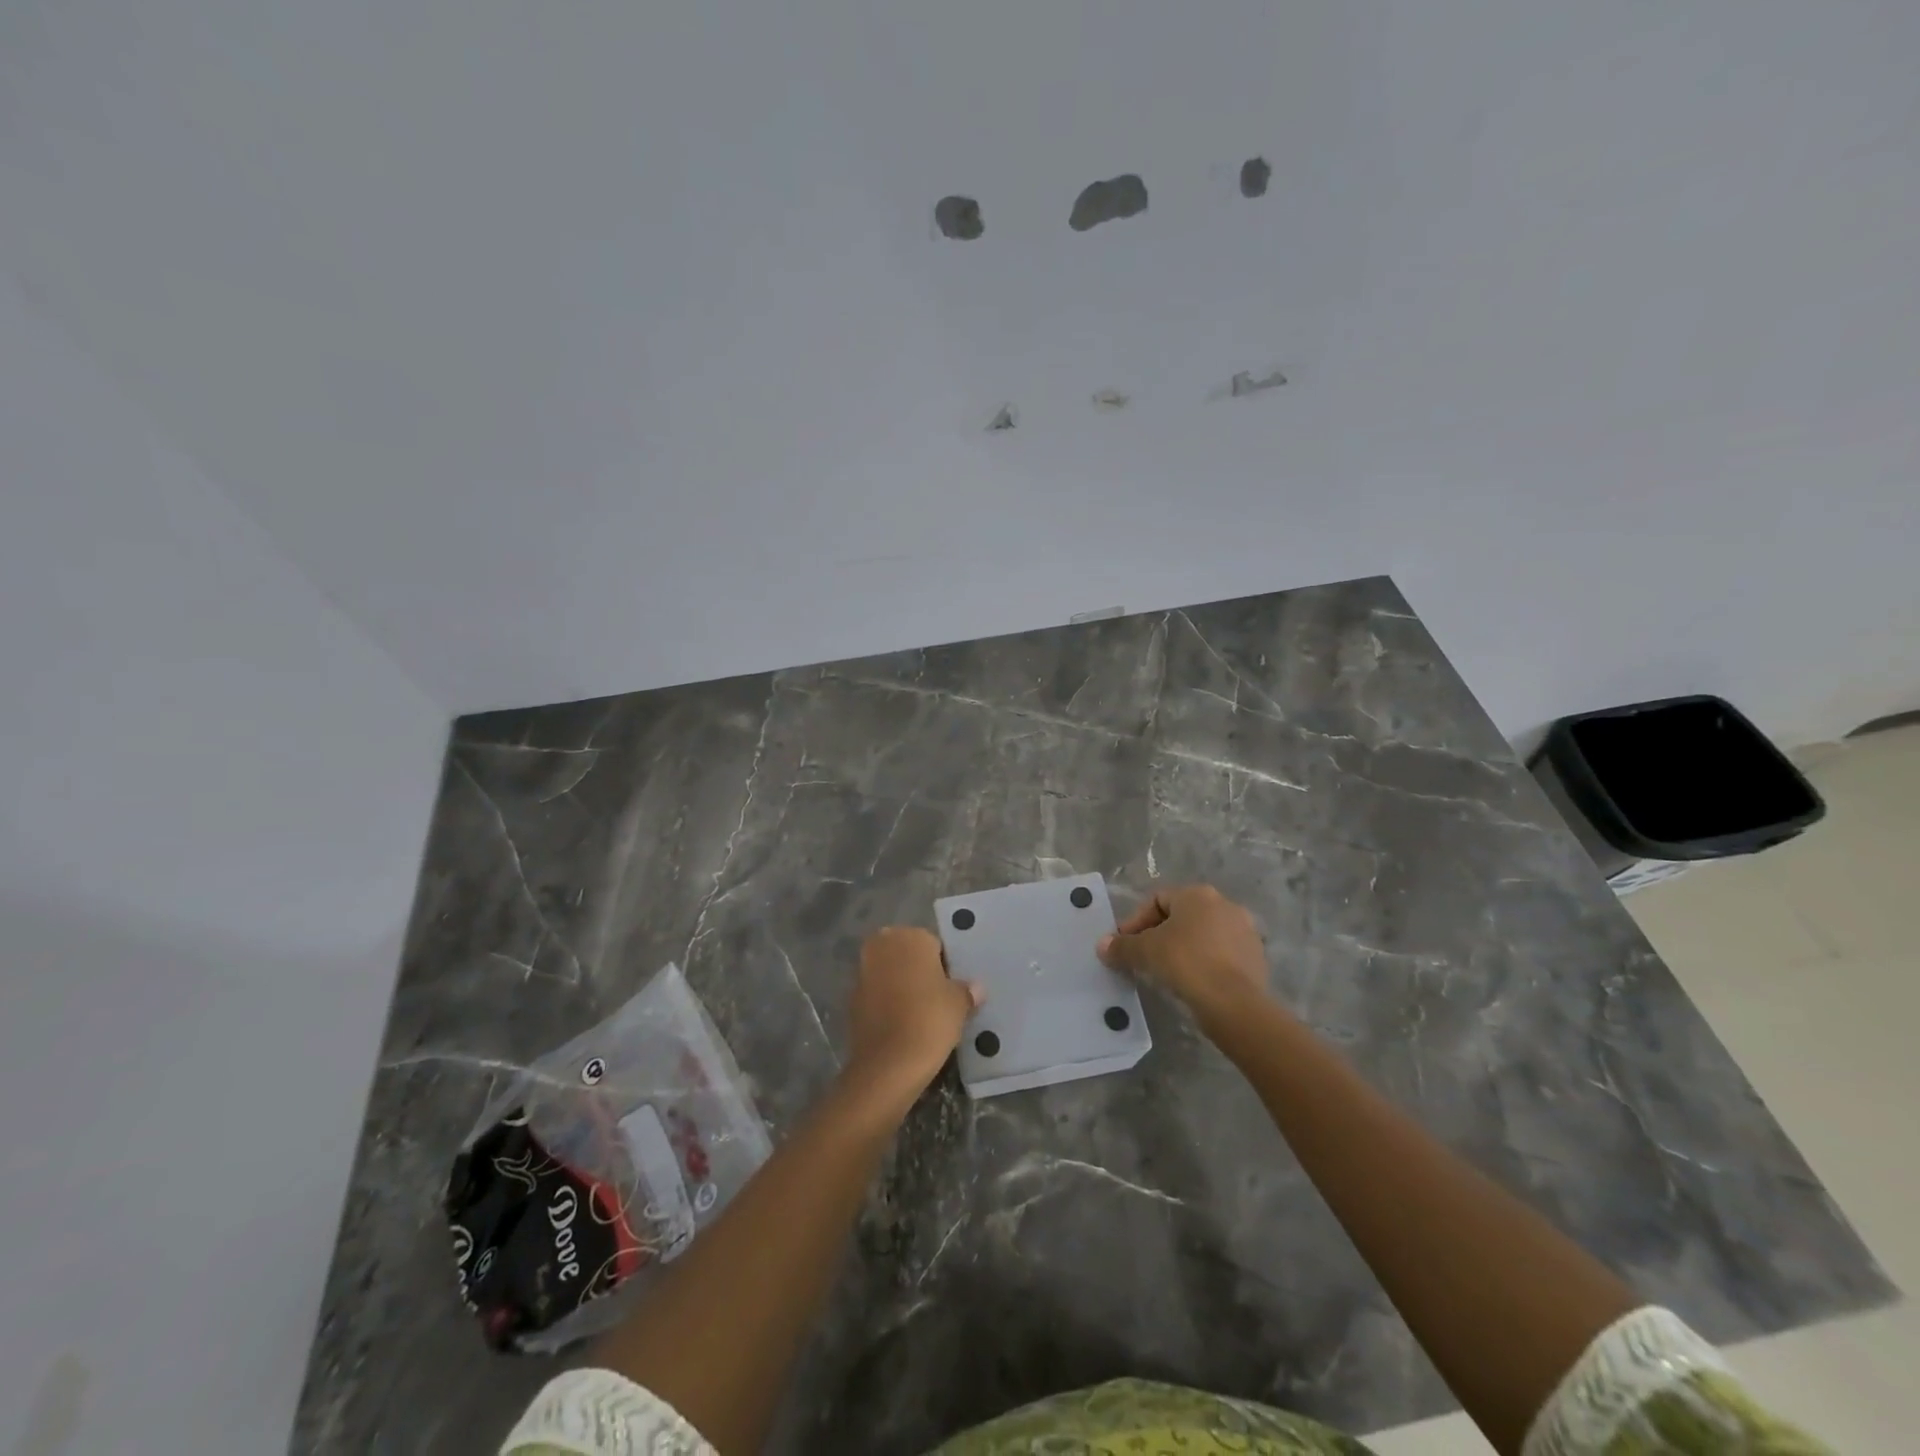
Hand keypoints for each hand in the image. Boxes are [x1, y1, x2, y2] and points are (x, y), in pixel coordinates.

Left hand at [845, 927, 982, 1104]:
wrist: (888, 1064)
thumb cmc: (929, 1020)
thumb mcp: (959, 1004)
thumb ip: (966, 990)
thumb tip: (975, 988)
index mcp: (910, 937)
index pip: (933, 944)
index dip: (945, 966)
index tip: (952, 988)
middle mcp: (882, 946)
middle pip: (907, 956)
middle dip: (919, 972)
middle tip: (938, 999)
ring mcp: (863, 972)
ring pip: (890, 974)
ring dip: (902, 987)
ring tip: (921, 1015)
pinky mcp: (852, 1000)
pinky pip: (877, 995)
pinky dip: (887, 1005)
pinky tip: (902, 1026)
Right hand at [1098, 883, 1269, 1026]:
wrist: (1234, 1003)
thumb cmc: (1185, 963)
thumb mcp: (1145, 952)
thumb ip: (1121, 946)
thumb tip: (1102, 945)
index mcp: (1197, 894)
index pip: (1157, 900)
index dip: (1135, 922)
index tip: (1124, 945)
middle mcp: (1225, 904)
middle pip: (1181, 916)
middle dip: (1159, 935)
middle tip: (1143, 958)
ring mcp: (1245, 931)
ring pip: (1203, 936)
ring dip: (1183, 949)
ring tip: (1167, 973)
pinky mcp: (1256, 958)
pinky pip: (1221, 955)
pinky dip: (1204, 964)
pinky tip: (1193, 983)